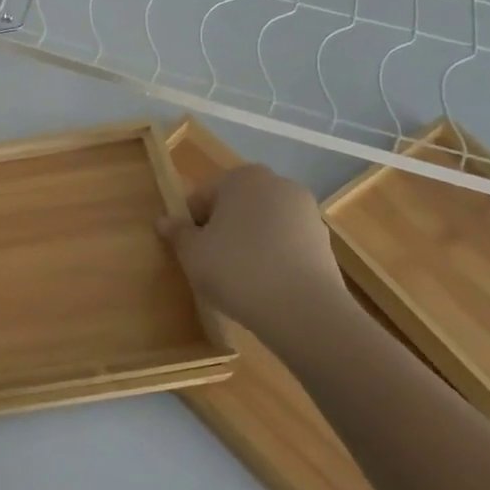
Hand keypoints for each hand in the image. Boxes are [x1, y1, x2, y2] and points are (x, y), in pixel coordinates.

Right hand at [157, 164, 351, 353]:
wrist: (304, 312)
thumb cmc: (237, 269)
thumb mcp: (192, 252)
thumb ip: (177, 233)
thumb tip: (164, 221)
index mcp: (242, 177)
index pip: (203, 196)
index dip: (191, 223)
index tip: (189, 250)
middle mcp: (278, 184)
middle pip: (236, 206)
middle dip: (222, 229)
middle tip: (211, 263)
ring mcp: (307, 213)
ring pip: (262, 225)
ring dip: (248, 244)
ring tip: (239, 279)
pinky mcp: (325, 243)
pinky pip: (286, 245)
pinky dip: (273, 259)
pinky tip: (265, 287)